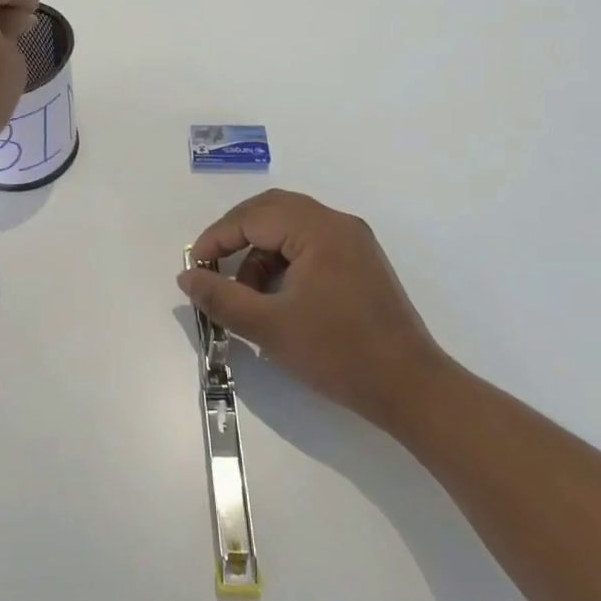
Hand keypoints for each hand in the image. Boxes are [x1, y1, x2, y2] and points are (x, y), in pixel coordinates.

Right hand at [180, 190, 444, 434]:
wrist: (412, 390)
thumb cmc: (339, 354)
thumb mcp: (270, 328)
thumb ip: (222, 298)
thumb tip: (187, 277)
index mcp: (318, 229)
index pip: (253, 216)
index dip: (217, 238)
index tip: (196, 269)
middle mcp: (337, 223)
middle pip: (272, 210)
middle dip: (236, 236)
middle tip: (213, 267)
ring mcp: (353, 241)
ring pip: (290, 227)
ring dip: (260, 252)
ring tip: (247, 294)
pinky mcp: (360, 262)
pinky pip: (309, 244)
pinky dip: (283, 261)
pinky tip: (276, 297)